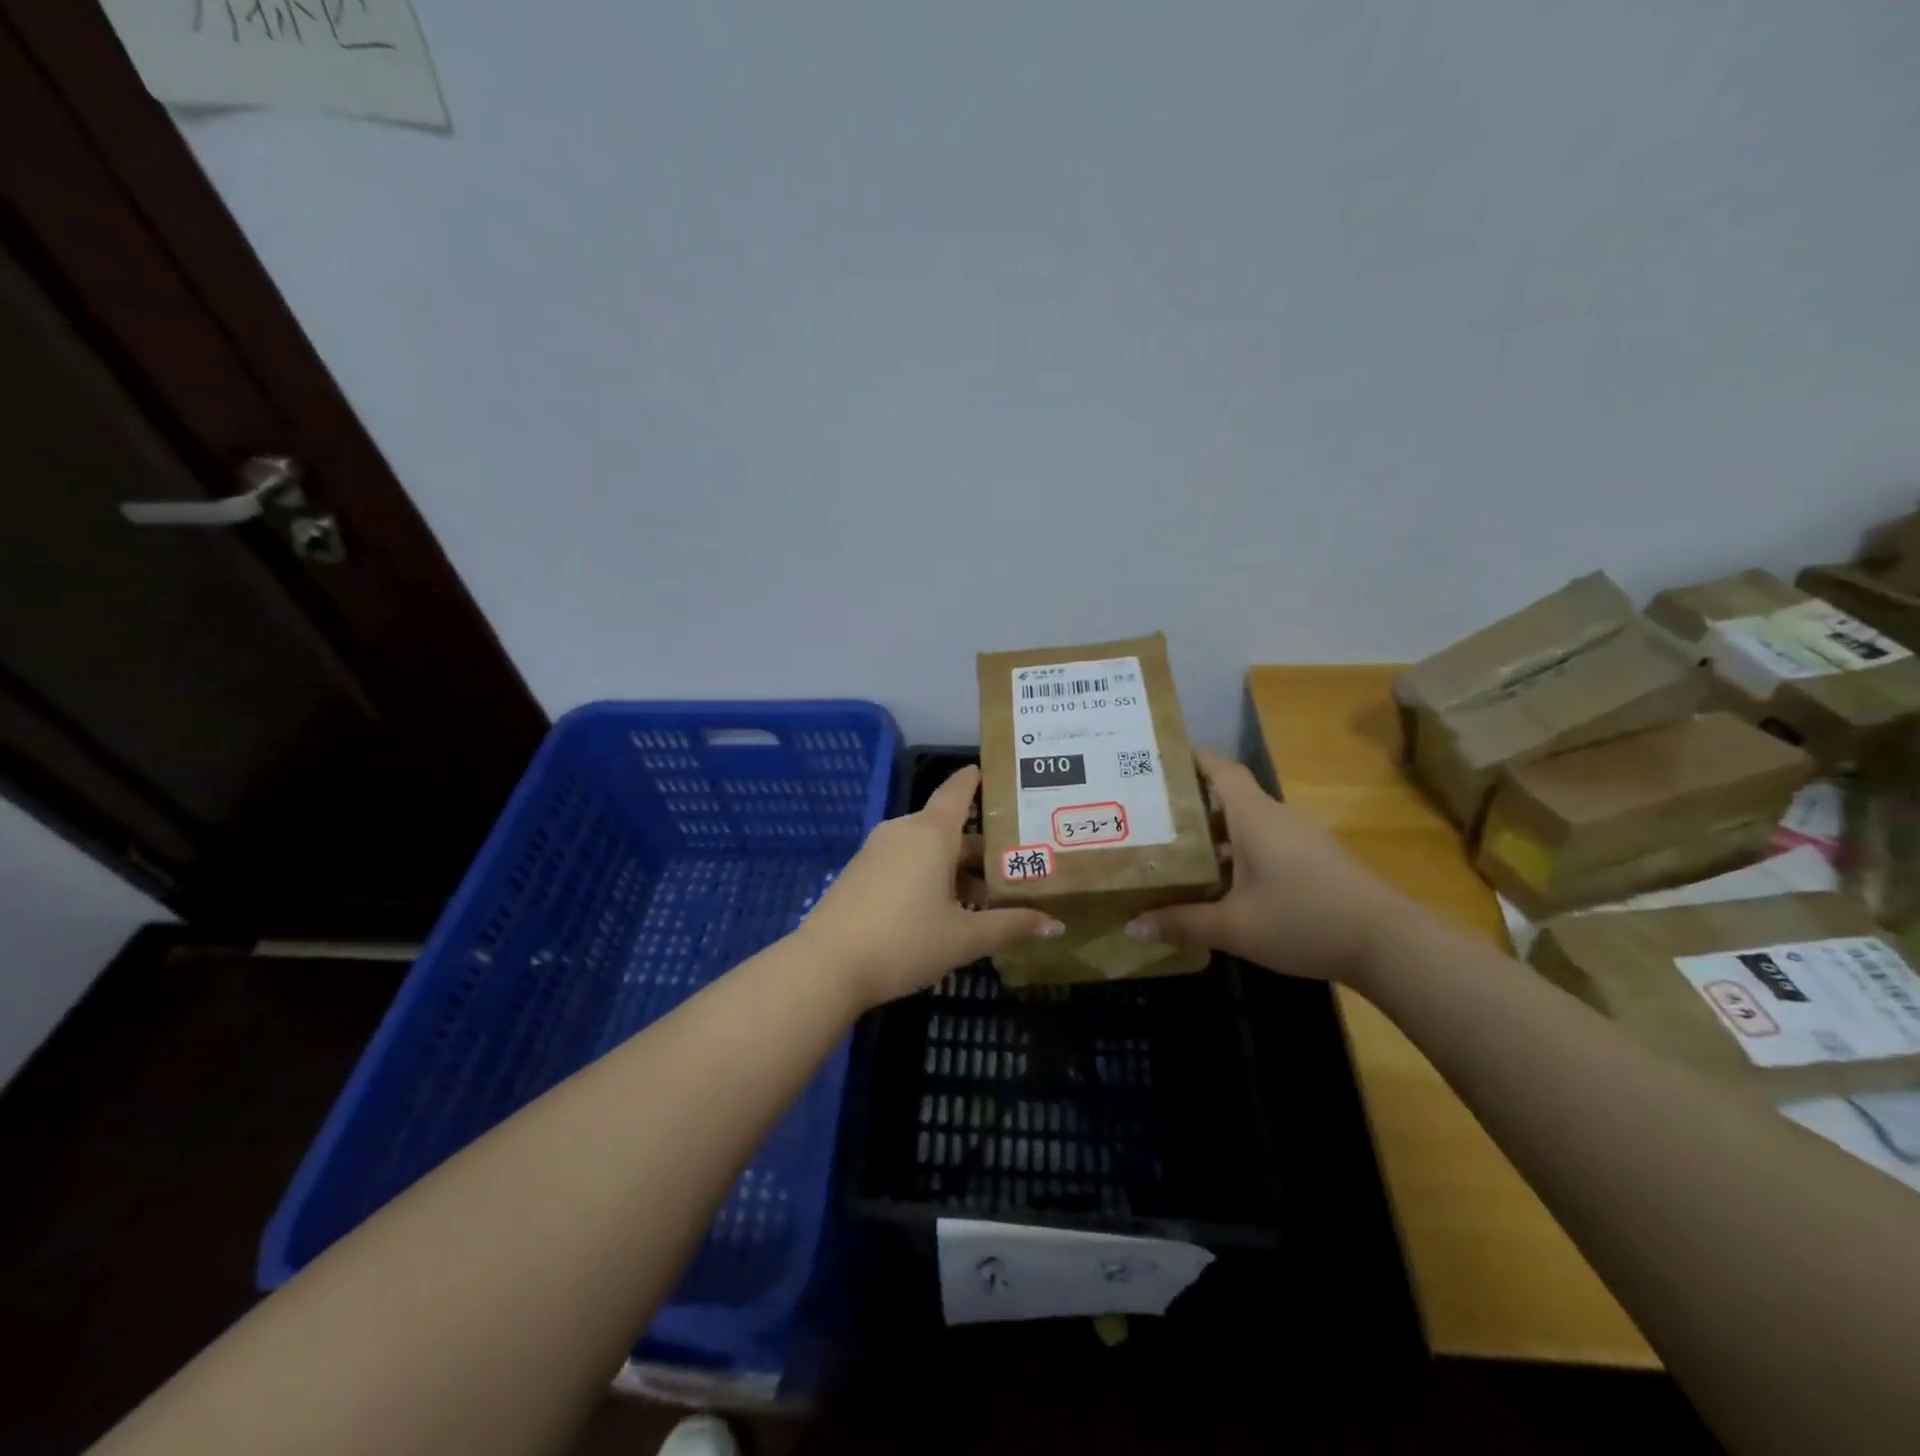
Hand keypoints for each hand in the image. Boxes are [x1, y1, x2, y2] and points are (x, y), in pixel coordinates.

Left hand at [799, 766, 1063, 1008]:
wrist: (826, 965)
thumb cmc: (905, 941)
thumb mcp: (965, 938)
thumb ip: (1011, 926)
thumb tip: (1056, 925)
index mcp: (931, 833)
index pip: (958, 790)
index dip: (976, 780)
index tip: (994, 773)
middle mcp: (903, 831)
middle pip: (947, 827)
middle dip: (978, 847)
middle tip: (1012, 865)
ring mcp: (876, 850)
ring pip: (925, 848)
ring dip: (952, 866)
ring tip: (981, 898)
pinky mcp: (859, 872)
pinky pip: (903, 861)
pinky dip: (926, 874)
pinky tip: (940, 910)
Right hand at [1123, 749, 1412, 982]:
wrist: (1390, 944)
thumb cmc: (1303, 919)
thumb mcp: (1234, 927)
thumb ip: (1182, 923)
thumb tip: (1132, 926)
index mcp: (1254, 817)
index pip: (1220, 768)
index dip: (1191, 757)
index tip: (1158, 758)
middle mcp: (1276, 818)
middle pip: (1228, 799)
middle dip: (1190, 806)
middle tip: (1149, 818)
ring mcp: (1300, 840)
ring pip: (1247, 825)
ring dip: (1214, 836)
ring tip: (1176, 855)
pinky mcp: (1315, 862)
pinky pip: (1266, 845)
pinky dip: (1238, 855)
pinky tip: (1222, 886)